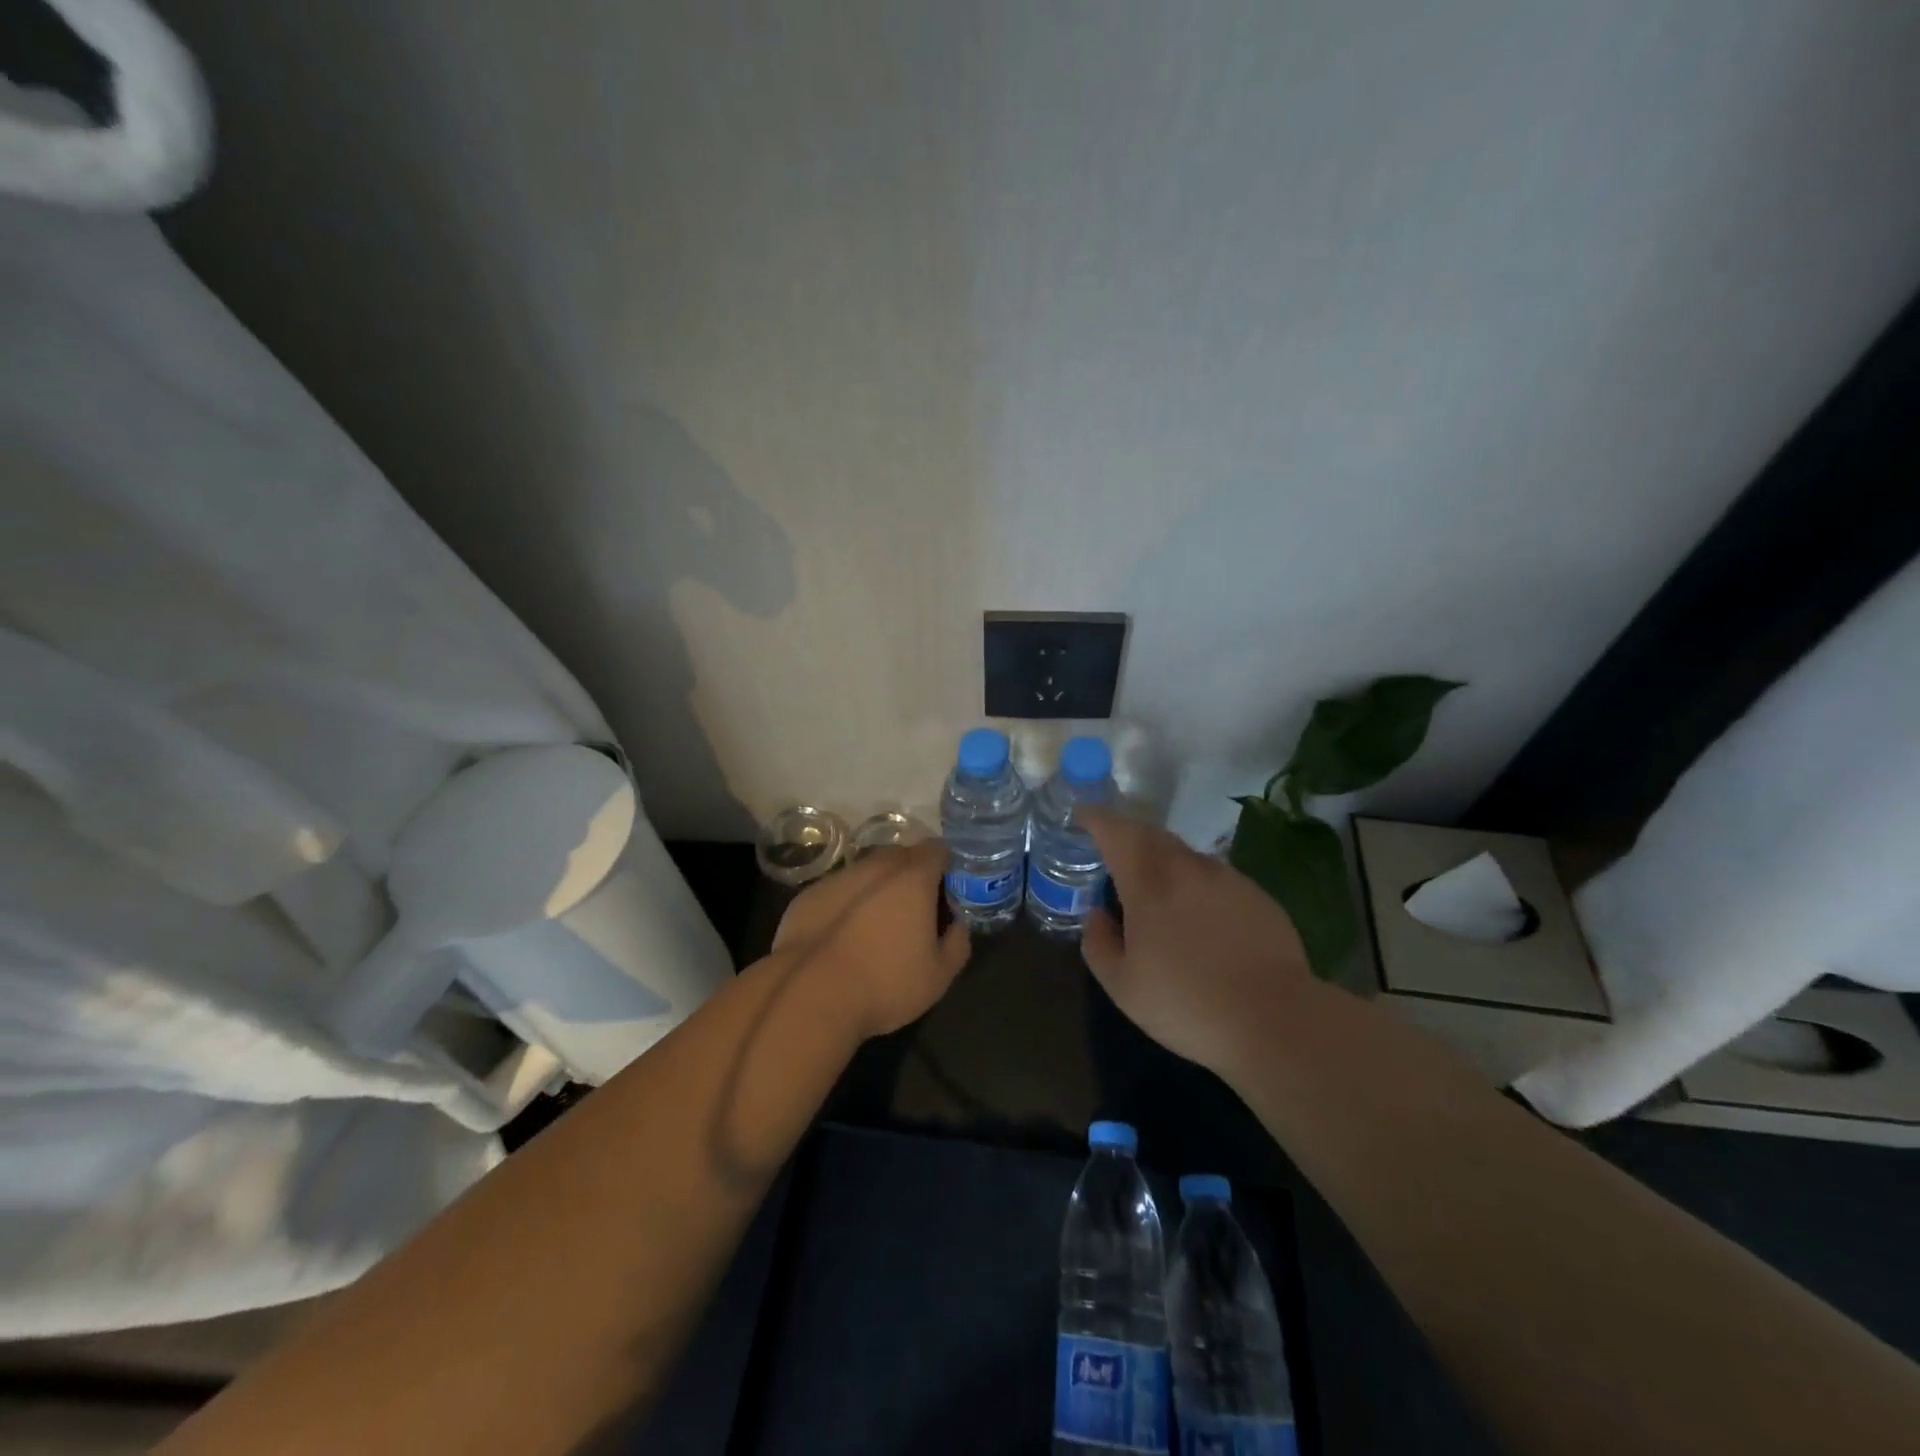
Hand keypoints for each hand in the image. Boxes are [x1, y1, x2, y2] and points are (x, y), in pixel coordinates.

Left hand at [773, 839, 970, 1039]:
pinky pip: (839, 892)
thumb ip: (957, 943)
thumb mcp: (938, 976)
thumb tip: (957, 925)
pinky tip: (843, 937)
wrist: (808, 995)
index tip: (949, 891)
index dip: (947, 866)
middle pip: (901, 856)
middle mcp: (875, 867)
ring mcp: (838, 878)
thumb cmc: (884, 983)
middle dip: (913, 874)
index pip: (937, 850)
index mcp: (912, 877)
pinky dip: (848, 905)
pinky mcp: (808, 896)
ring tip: (878, 926)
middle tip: (917, 909)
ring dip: (878, 889)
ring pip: (867, 872)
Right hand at [1080, 808, 1311, 1077]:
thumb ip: (1099, 944)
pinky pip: (1214, 878)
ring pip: (1184, 855)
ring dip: (1162, 861)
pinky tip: (1200, 919)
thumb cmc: (1186, 1003)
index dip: (1095, 819)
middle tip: (1113, 853)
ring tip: (1155, 891)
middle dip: (1127, 836)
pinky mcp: (1256, 895)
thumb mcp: (1123, 986)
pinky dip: (1195, 884)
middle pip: (1150, 835)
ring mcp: (1226, 878)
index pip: (1115, 832)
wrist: (1275, 1020)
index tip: (1082, 816)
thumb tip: (1097, 915)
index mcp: (1148, 882)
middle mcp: (1187, 867)